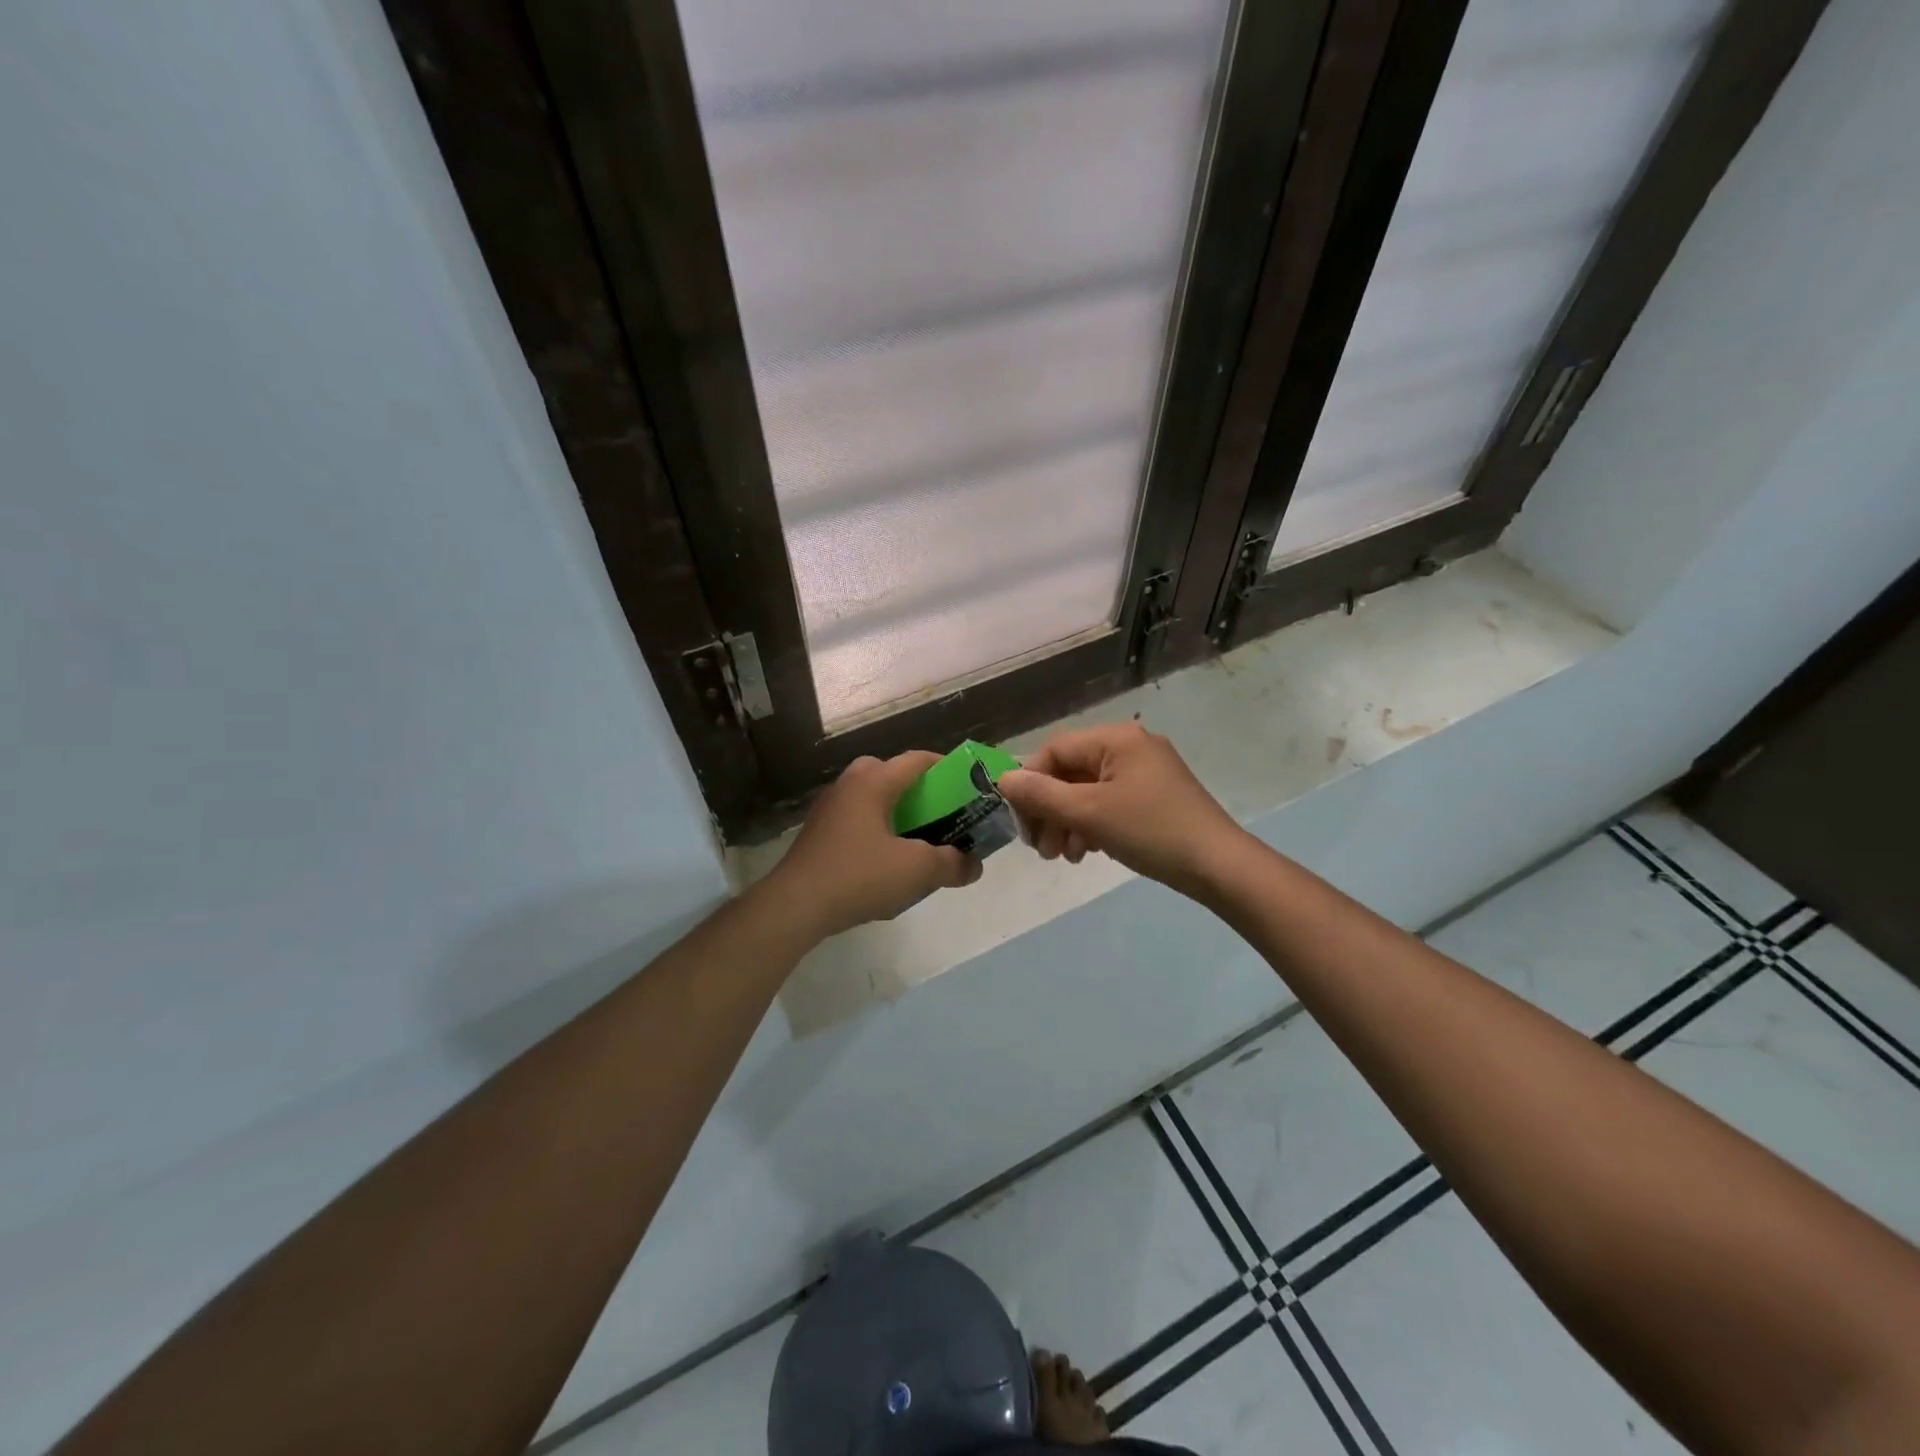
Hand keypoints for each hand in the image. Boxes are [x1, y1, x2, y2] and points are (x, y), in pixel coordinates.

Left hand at [763, 751, 981, 939]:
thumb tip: (974, 865)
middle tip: (939, 813)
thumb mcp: (917, 870)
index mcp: (873, 781)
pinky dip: (876, 829)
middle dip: (918, 790)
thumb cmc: (859, 875)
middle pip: (891, 774)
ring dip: (896, 811)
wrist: (795, 905)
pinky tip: (886, 860)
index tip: (967, 784)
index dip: (946, 767)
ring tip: (917, 838)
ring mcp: (829, 808)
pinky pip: (856, 819)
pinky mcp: (818, 833)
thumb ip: (952, 863)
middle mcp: (849, 785)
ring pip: (871, 798)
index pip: (917, 760)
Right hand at [997, 723, 1245, 893]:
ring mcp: (1145, 771)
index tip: (1020, 819)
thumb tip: (1002, 778)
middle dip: (1049, 810)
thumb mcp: (1089, 812)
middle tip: (1040, 848)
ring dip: (1067, 822)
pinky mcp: (1154, 796)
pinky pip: (1109, 802)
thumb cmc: (1149, 830)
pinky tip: (1087, 852)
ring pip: (1088, 791)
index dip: (1030, 782)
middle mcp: (1130, 746)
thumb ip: (1042, 794)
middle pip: (1071, 771)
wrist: (1217, 865)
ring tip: (1063, 856)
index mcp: (1116, 738)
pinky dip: (1092, 825)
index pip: (1055, 749)